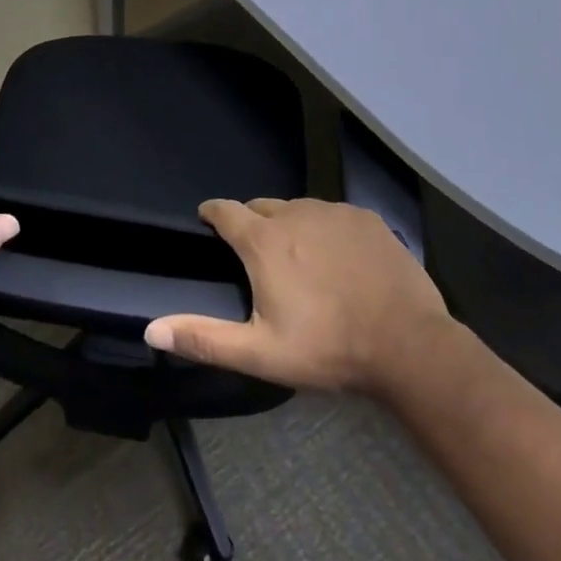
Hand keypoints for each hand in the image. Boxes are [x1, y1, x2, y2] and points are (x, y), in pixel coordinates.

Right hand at [144, 198, 450, 393]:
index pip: (224, 209)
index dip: (212, 213)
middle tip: (258, 256)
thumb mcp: (260, 353)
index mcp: (263, 241)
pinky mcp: (367, 219)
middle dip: (253, 224)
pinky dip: (327, 230)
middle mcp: (294, 213)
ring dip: (290, 226)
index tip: (208, 220)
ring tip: (301, 261)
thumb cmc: (328, 348)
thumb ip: (204, 338)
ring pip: (298, 209)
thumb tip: (151, 330)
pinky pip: (334, 215)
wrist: (409, 346)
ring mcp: (334, 212)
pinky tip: (340, 261)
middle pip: (261, 207)